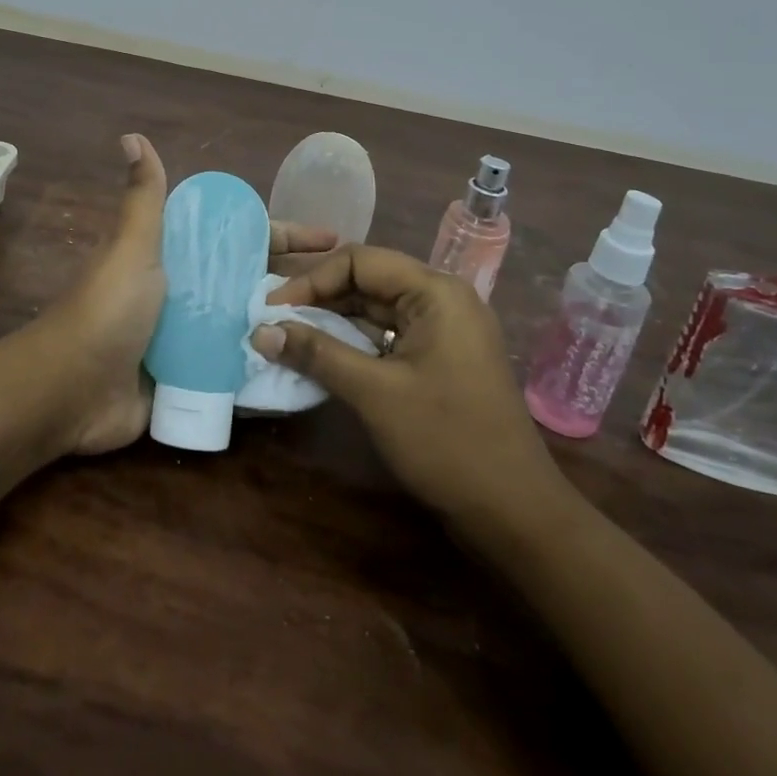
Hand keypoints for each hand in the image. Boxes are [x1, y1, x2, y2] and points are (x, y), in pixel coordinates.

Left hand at [38, 136, 342, 456]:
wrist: (71, 390)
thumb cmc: (108, 310)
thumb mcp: (132, 247)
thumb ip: (143, 198)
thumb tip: (132, 135)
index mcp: (176, 257)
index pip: (241, 237)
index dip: (284, 234)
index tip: (330, 236)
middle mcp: (186, 293)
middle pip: (251, 281)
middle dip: (295, 283)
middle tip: (347, 292)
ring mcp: (190, 339)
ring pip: (248, 325)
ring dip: (285, 327)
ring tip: (340, 332)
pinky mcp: (191, 379)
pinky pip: (236, 370)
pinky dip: (265, 368)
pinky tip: (306, 371)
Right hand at [253, 246, 569, 529]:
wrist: (515, 514)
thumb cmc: (447, 442)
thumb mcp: (374, 393)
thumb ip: (316, 354)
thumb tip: (260, 331)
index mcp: (436, 292)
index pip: (360, 260)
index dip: (312, 280)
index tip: (273, 309)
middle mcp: (442, 300)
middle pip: (368, 281)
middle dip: (319, 299)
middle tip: (274, 322)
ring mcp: (444, 331)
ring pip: (376, 311)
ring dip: (333, 323)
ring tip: (288, 338)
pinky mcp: (441, 360)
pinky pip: (388, 337)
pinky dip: (354, 345)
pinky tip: (322, 359)